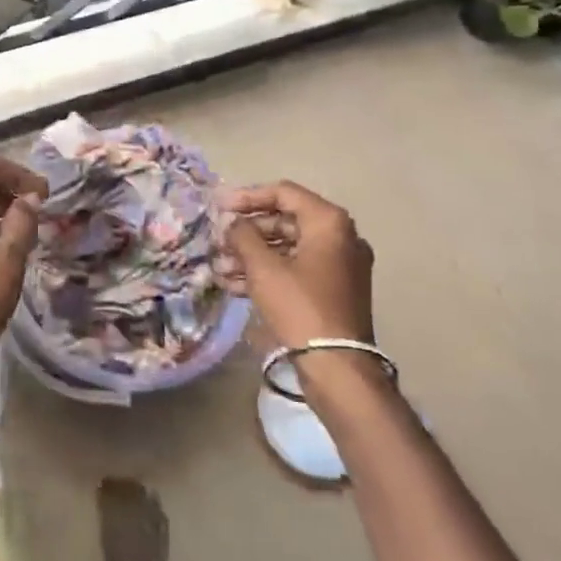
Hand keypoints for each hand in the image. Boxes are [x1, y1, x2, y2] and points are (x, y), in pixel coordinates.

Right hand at [225, 181, 373, 350]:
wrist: (337, 368)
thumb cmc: (300, 307)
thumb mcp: (263, 268)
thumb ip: (243, 236)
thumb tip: (233, 223)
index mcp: (329, 222)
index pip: (283, 193)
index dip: (248, 197)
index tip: (220, 207)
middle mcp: (341, 237)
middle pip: (286, 220)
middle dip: (248, 232)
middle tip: (219, 241)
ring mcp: (340, 266)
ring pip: (289, 248)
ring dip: (253, 255)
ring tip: (221, 267)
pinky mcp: (334, 291)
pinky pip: (297, 270)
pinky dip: (269, 273)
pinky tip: (235, 285)